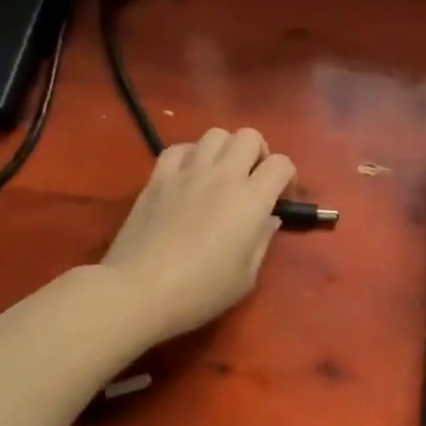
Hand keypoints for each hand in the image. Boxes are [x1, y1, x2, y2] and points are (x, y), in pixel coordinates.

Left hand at [101, 128, 296, 343]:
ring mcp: (187, 172)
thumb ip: (262, 241)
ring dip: (225, 149)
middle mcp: (223, 175)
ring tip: (221, 174)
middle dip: (258, 153)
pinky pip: (179, 148)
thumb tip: (269, 218)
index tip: (280, 200)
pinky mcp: (158, 177)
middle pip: (249, 136)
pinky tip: (188, 176)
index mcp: (251, 199)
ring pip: (215, 134)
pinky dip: (190, 155)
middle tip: (252, 180)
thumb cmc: (200, 291)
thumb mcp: (246, 277)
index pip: (281, 164)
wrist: (139, 290)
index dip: (287, 178)